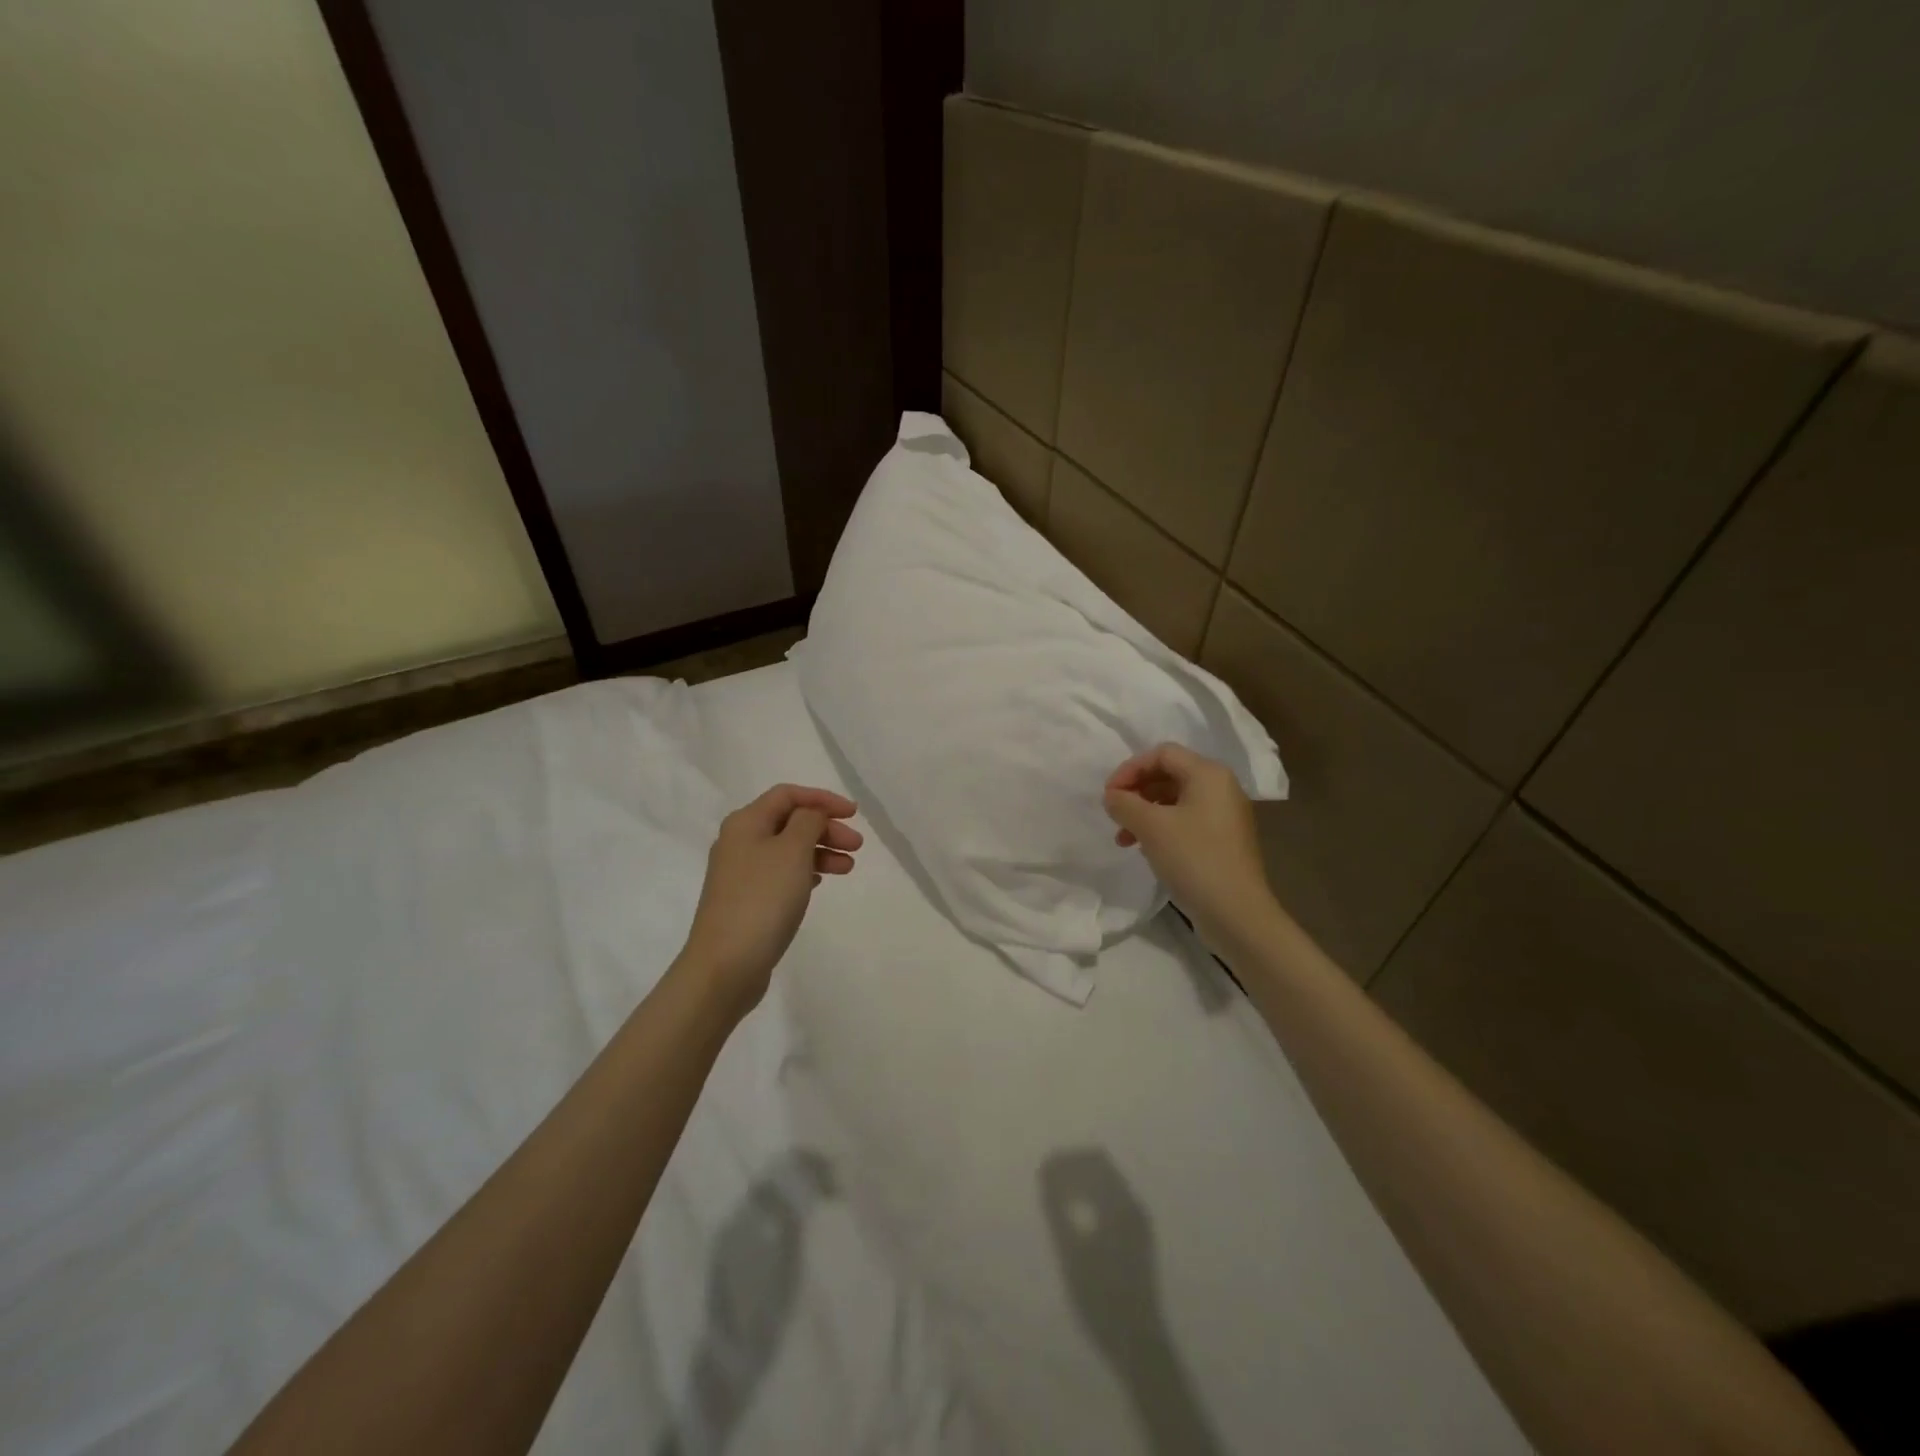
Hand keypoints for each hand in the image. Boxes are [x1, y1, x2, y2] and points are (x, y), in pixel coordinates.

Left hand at [680, 784, 860, 1014]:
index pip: (788, 795)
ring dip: (820, 851)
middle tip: (857, 846)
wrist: (725, 965)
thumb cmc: (762, 899)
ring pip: (788, 849)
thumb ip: (808, 822)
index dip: (823, 799)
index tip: (854, 814)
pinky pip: (781, 874)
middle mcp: (739, 842)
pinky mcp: (746, 900)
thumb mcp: (793, 851)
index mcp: (746, 822)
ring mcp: (740, 873)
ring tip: (848, 868)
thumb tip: (811, 815)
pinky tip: (821, 882)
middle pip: (789, 821)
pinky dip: (805, 872)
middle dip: (825, 828)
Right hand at [1104, 743, 1273, 945]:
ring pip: (1175, 800)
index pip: (1161, 754)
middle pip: (1169, 774)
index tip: (1109, 795)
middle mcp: (1221, 788)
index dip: (1130, 769)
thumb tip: (1113, 796)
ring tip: (1124, 838)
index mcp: (1208, 774)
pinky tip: (1146, 849)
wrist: (1236, 913)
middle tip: (1115, 815)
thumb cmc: (1193, 859)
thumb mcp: (1151, 826)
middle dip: (1136, 791)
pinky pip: (1186, 821)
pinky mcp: (1223, 841)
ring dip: (1144, 813)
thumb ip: (1125, 803)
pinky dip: (1161, 828)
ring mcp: (1225, 816)